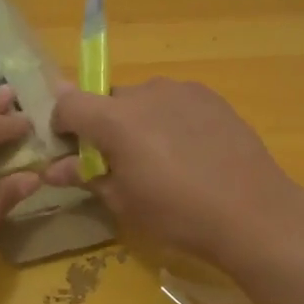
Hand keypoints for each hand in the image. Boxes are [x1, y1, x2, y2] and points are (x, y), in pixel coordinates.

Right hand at [45, 78, 303, 266]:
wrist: (252, 212)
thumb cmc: (177, 214)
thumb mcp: (123, 201)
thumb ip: (85, 176)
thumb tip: (51, 170)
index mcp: (116, 119)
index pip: (69, 105)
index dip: (61, 125)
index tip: (69, 151)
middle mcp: (145, 92)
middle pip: (107, 100)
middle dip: (102, 126)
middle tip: (118, 162)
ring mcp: (181, 90)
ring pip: (142, 99)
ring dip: (136, 120)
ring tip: (159, 158)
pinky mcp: (210, 97)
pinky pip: (173, 102)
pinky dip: (168, 119)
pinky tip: (188, 151)